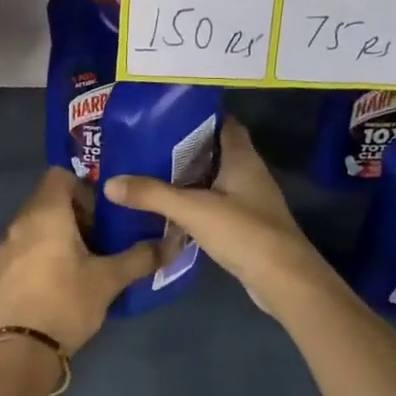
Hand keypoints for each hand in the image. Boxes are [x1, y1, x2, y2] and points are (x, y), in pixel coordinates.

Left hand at [0, 169, 162, 353]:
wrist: (25, 347)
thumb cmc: (68, 302)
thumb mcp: (110, 279)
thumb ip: (141, 257)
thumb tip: (171, 243)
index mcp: (46, 213)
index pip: (59, 175)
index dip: (83, 187)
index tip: (102, 212)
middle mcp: (20, 221)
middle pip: (48, 198)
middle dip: (75, 211)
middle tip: (100, 236)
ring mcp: (5, 244)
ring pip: (35, 222)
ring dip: (58, 231)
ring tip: (82, 258)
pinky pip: (23, 243)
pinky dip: (41, 249)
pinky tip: (58, 277)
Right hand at [103, 119, 329, 319]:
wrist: (284, 280)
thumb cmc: (244, 233)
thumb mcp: (193, 210)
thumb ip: (153, 194)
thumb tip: (110, 183)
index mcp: (242, 158)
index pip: (223, 123)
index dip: (198, 116)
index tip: (166, 115)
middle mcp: (249, 173)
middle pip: (215, 150)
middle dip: (185, 147)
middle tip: (147, 145)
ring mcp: (250, 200)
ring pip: (215, 179)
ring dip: (189, 177)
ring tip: (151, 173)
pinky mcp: (246, 225)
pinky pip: (216, 204)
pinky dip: (196, 202)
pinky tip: (171, 209)